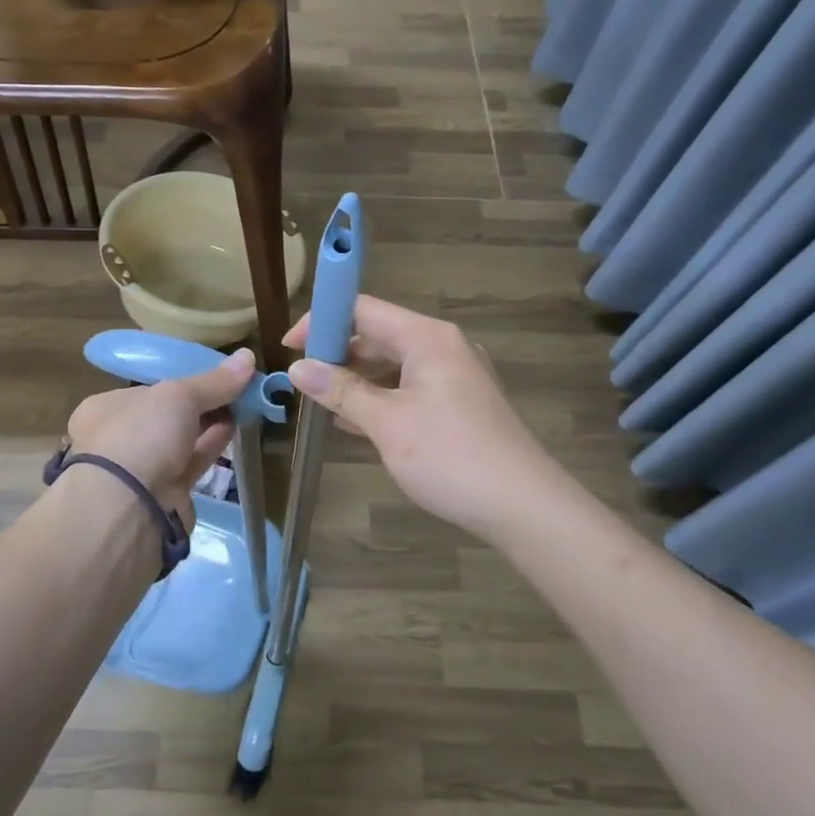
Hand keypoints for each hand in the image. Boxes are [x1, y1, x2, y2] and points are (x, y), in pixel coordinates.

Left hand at [64, 348, 255, 526]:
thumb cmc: (141, 435)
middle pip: (166, 414)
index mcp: (105, 409)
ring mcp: (141, 469)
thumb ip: (214, 381)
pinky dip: (213, 444)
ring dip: (210, 422)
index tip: (211, 374)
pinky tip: (237, 426)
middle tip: (235, 387)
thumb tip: (248, 356)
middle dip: (199, 402)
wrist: (129, 509)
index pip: (146, 389)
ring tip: (244, 403)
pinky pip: (193, 461)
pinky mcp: (165, 493)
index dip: (179, 380)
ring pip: (181, 439)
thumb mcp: (178, 396)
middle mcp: (119, 438)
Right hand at [285, 297, 562, 543]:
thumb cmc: (451, 456)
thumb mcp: (387, 423)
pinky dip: (380, 398)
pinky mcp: (459, 404)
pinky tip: (355, 423)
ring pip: (392, 364)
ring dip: (355, 380)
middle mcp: (442, 346)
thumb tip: (296, 368)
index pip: (362, 308)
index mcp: (426, 338)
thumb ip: (341, 391)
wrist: (524, 507)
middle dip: (336, 354)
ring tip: (321, 404)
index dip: (322, 321)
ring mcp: (454, 375)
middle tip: (301, 382)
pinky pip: (408, 388)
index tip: (290, 348)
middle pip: (377, 334)